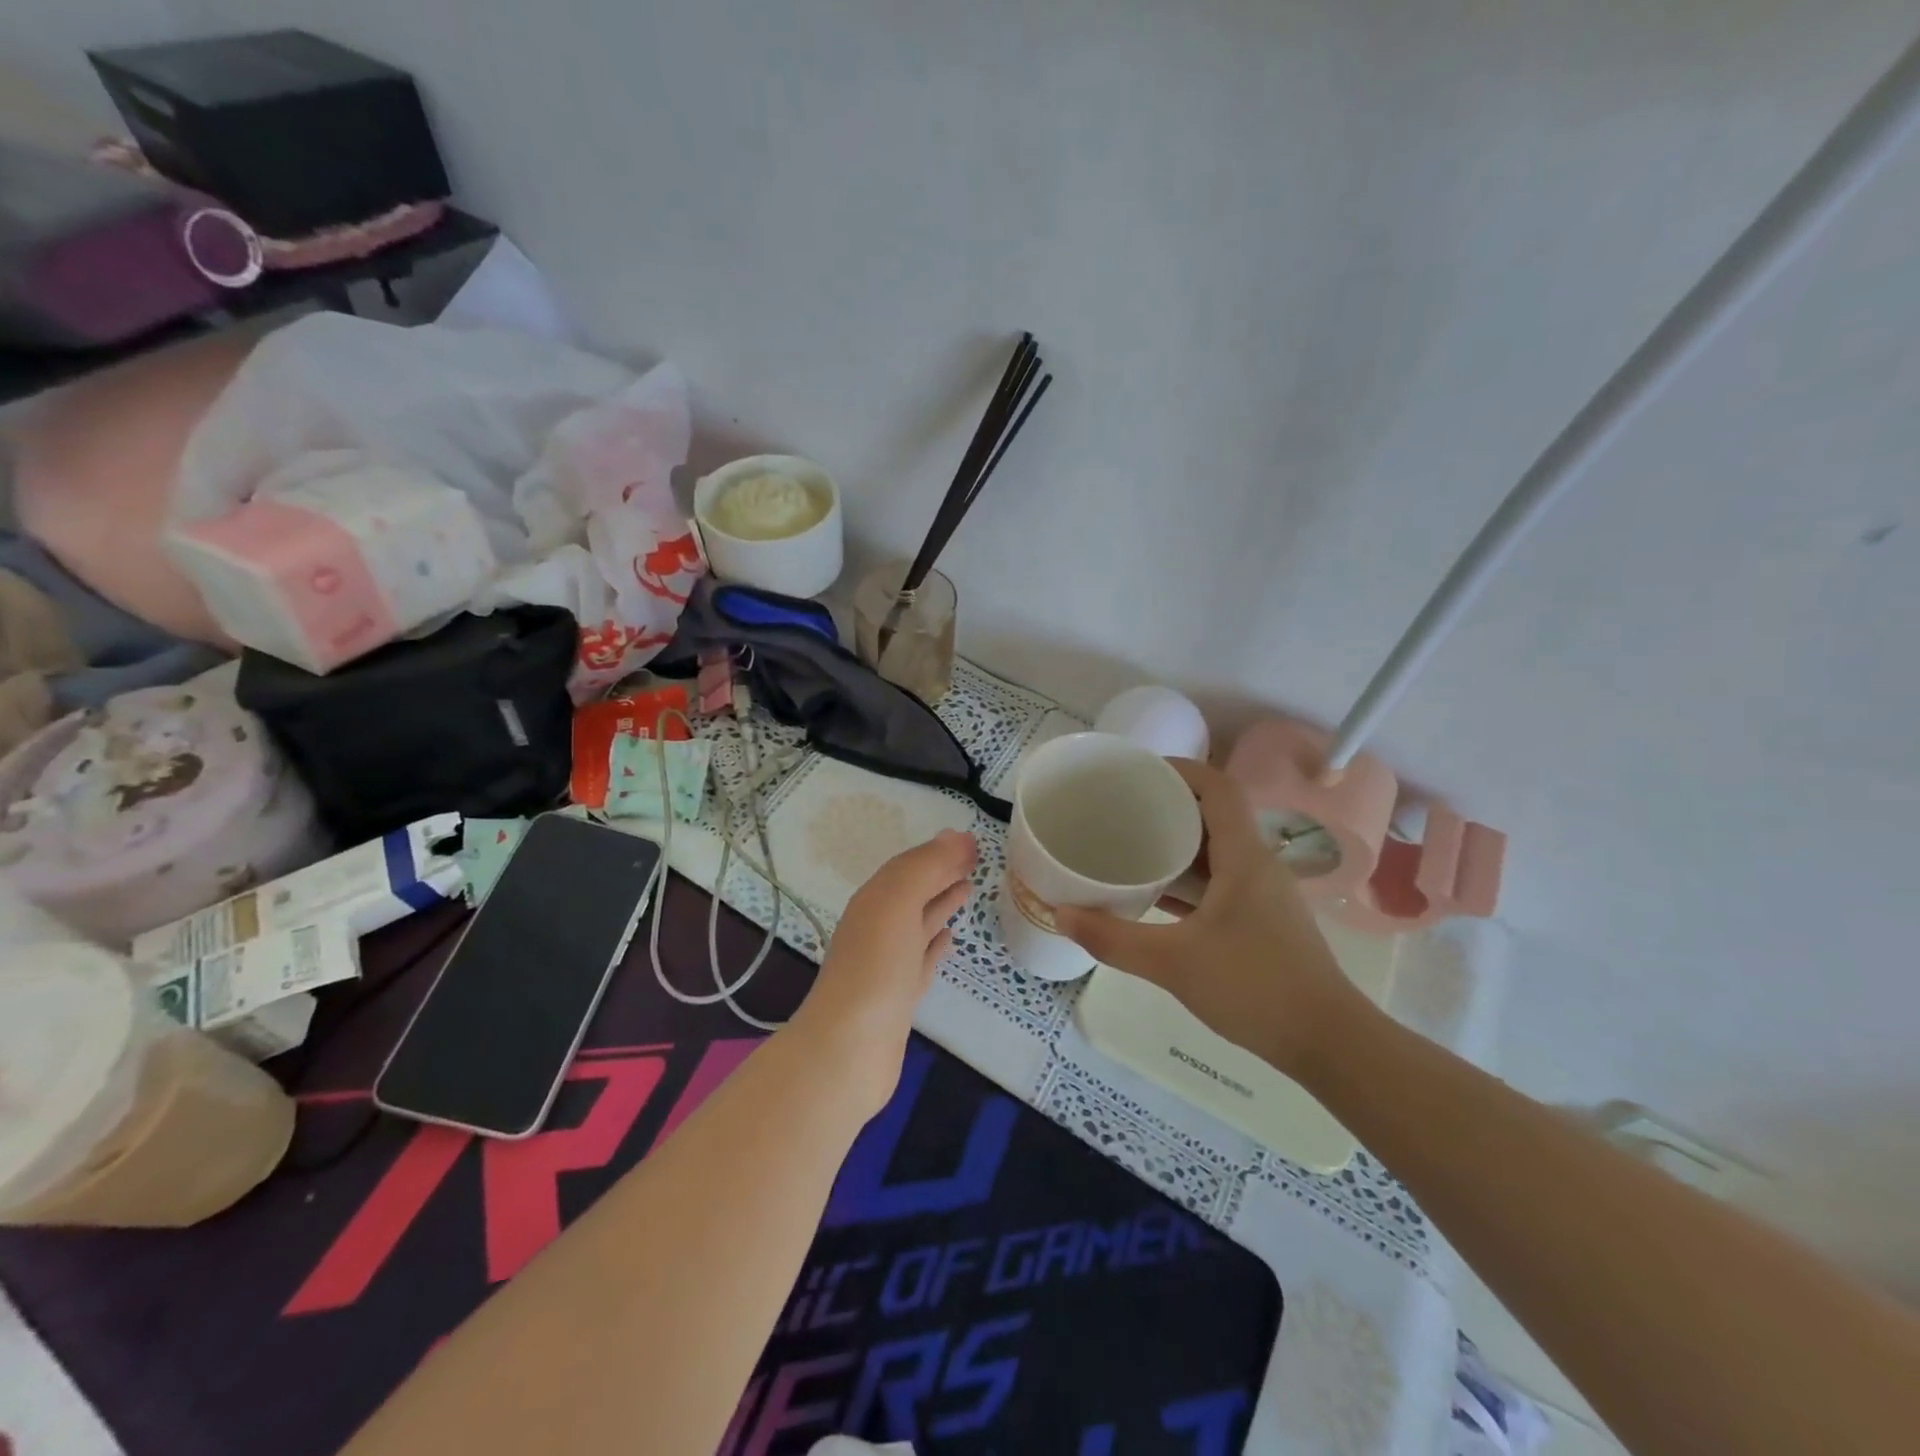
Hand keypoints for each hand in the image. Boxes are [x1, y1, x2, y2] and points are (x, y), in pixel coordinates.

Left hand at [790, 828, 976, 1111]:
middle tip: (975, 861)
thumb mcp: (898, 904)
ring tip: (968, 889)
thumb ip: (927, 867)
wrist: (848, 1050)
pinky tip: (949, 939)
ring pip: (918, 923)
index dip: (939, 852)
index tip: (973, 844)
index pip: (909, 866)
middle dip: (940, 874)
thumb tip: (958, 835)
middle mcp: (877, 927)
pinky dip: (935, 944)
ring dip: (940, 904)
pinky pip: (922, 959)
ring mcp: (888, 964)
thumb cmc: (875, 969)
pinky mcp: (899, 997)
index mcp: (874, 902)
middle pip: (913, 892)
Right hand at [1053, 760, 1364, 1077]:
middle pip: (1214, 814)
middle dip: (1169, 804)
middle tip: (1122, 808)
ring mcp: (1263, 894)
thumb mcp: (1173, 963)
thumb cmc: (1255, 987)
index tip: (1137, 771)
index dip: (1180, 768)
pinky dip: (1189, 877)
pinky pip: (1221, 880)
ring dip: (1177, 843)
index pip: (1218, 787)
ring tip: (1131, 845)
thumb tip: (1060, 915)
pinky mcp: (1263, 921)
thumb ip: (1113, 939)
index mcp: (1244, 856)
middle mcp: (1257, 865)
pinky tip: (1157, 895)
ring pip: (1217, 850)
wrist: (1328, 1043)